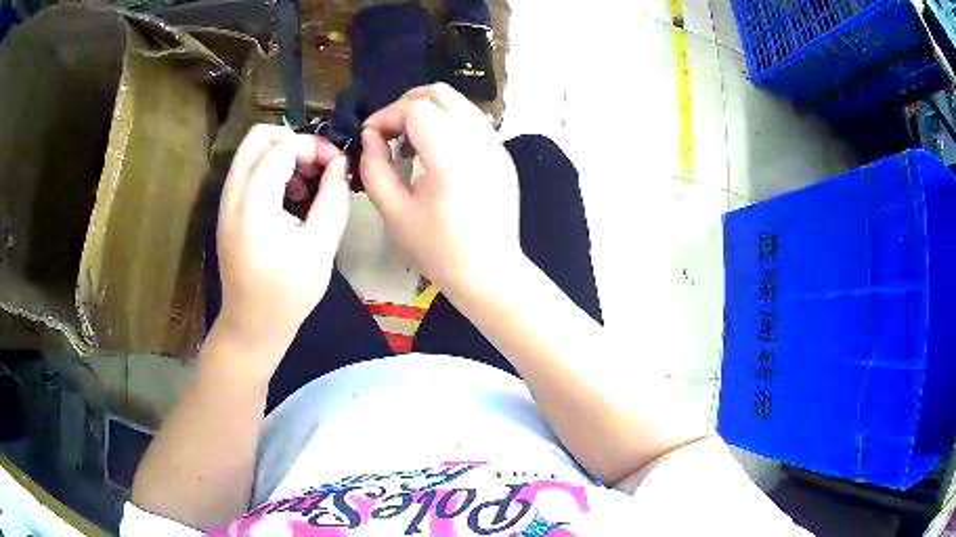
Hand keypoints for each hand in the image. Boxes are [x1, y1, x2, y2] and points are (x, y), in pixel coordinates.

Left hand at [215, 125, 349, 359]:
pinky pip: (247, 169)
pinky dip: (270, 168)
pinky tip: (289, 195)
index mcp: (254, 202)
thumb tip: (339, 162)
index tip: (337, 163)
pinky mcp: (227, 209)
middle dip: (294, 140)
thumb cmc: (287, 293)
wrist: (251, 325)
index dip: (315, 146)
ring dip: (282, 153)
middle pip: (259, 136)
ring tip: (306, 182)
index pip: (283, 147)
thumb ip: (334, 197)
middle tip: (318, 164)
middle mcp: (233, 193)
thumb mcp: (321, 247)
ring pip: (251, 150)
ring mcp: (226, 200)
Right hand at [360, 83, 521, 295]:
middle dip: (407, 104)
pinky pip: (472, 122)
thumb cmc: (438, 250)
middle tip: (388, 131)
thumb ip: (375, 167)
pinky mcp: (503, 156)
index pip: (416, 108)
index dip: (386, 115)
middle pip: (441, 94)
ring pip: (459, 104)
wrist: (489, 273)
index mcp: (451, 156)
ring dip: (429, 112)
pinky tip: (435, 153)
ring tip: (409, 142)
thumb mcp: (393, 212)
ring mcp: (496, 146)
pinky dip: (448, 124)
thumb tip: (371, 136)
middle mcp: (479, 141)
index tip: (370, 135)